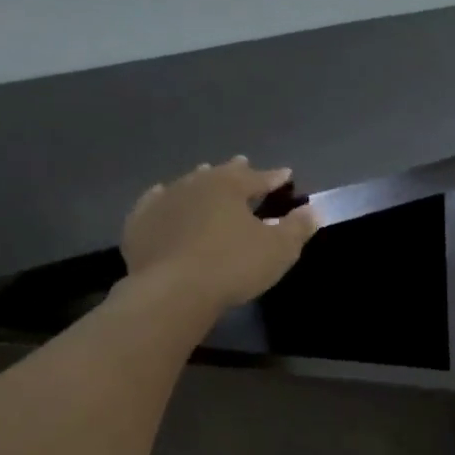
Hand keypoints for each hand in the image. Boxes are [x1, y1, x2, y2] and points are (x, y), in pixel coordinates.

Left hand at [119, 157, 318, 312]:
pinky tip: (162, 197)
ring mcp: (163, 202)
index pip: (258, 177)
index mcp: (229, 186)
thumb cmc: (233, 266)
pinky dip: (164, 199)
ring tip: (206, 177)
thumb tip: (313, 210)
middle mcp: (195, 184)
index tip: (286, 175)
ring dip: (200, 181)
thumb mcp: (279, 250)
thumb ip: (297, 228)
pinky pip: (155, 204)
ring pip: (187, 184)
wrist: (173, 290)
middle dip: (235, 171)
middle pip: (220, 174)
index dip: (274, 177)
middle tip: (243, 164)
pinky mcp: (140, 223)